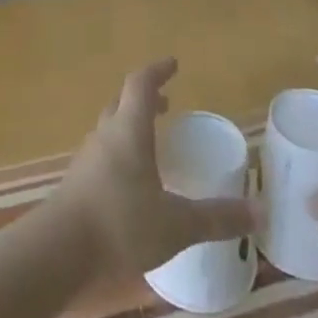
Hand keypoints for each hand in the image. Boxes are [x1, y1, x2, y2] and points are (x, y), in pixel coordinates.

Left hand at [48, 60, 256, 276]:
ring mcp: (87, 160)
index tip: (173, 65)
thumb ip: (216, 218)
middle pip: (122, 103)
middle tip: (165, 105)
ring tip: (150, 144)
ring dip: (129, 127)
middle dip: (144, 100)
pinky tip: (130, 185)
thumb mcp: (176, 224)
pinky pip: (101, 156)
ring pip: (110, 130)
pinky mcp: (76, 184)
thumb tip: (260, 212)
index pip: (140, 84)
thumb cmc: (120, 224)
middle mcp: (105, 136)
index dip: (157, 71)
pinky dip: (119, 155)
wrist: (58, 251)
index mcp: (129, 130)